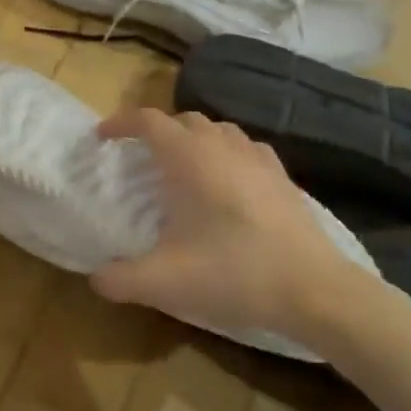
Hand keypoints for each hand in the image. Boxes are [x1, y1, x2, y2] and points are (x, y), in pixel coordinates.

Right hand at [90, 109, 380, 352]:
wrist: (313, 290)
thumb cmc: (233, 273)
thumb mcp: (163, 283)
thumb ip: (119, 279)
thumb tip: (96, 278)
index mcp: (189, 158)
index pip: (148, 121)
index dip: (120, 124)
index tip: (102, 138)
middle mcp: (223, 146)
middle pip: (183, 120)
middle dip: (156, 131)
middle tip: (139, 158)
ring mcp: (258, 159)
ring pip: (218, 130)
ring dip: (193, 139)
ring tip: (182, 166)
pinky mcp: (283, 178)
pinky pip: (247, 148)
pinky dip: (227, 153)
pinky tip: (228, 180)